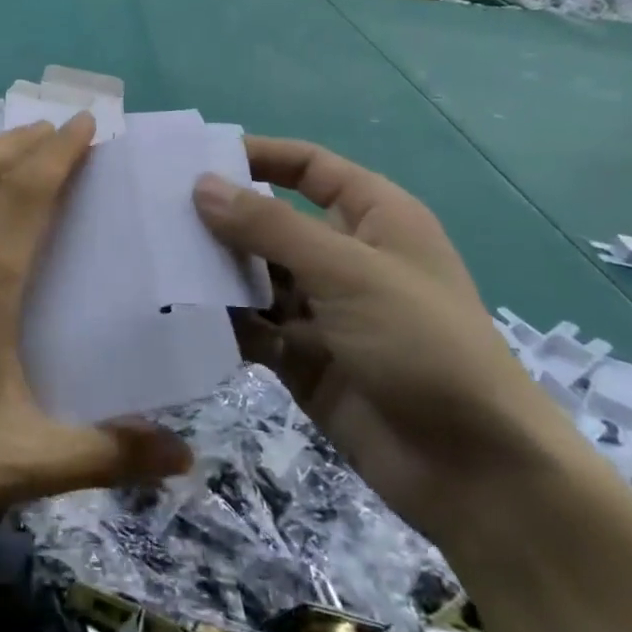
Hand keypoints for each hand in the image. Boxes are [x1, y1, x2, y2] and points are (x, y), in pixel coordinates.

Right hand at [193, 138, 580, 543]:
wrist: (476, 474)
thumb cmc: (423, 346)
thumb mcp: (347, 272)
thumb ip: (270, 227)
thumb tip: (202, 184)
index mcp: (374, 220)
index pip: (309, 169)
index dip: (259, 157)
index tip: (196, 159)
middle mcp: (345, 258)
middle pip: (272, 222)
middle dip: (221, 219)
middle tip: (155, 214)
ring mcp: (323, 311)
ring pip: (256, 276)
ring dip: (215, 272)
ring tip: (156, 262)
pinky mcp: (303, 357)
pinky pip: (253, 326)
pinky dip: (222, 320)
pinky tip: (178, 315)